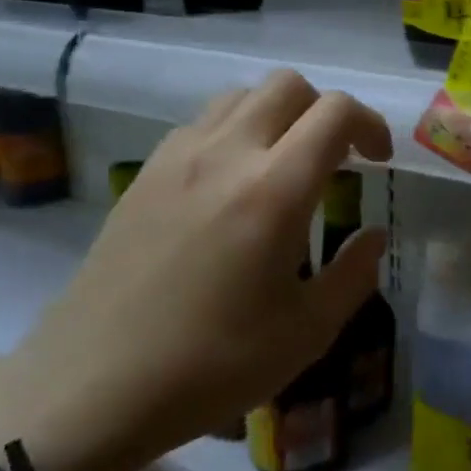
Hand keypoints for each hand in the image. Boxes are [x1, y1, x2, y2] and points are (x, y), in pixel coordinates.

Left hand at [0, 71, 391, 470]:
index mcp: (274, 190)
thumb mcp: (306, 332)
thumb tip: (374, 236)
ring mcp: (177, 158)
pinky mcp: (144, 174)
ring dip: (278, 115)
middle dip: (325, 111)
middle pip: (288, 85)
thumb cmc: (211, 365)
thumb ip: (354, 275)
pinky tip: (233, 185)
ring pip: (241, 96)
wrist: (94, 384)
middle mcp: (226, 154)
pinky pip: (202, 123)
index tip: (377, 161)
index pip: (334, 113)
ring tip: (286, 166)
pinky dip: (235, 131)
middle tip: (337, 160)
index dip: (369, 124)